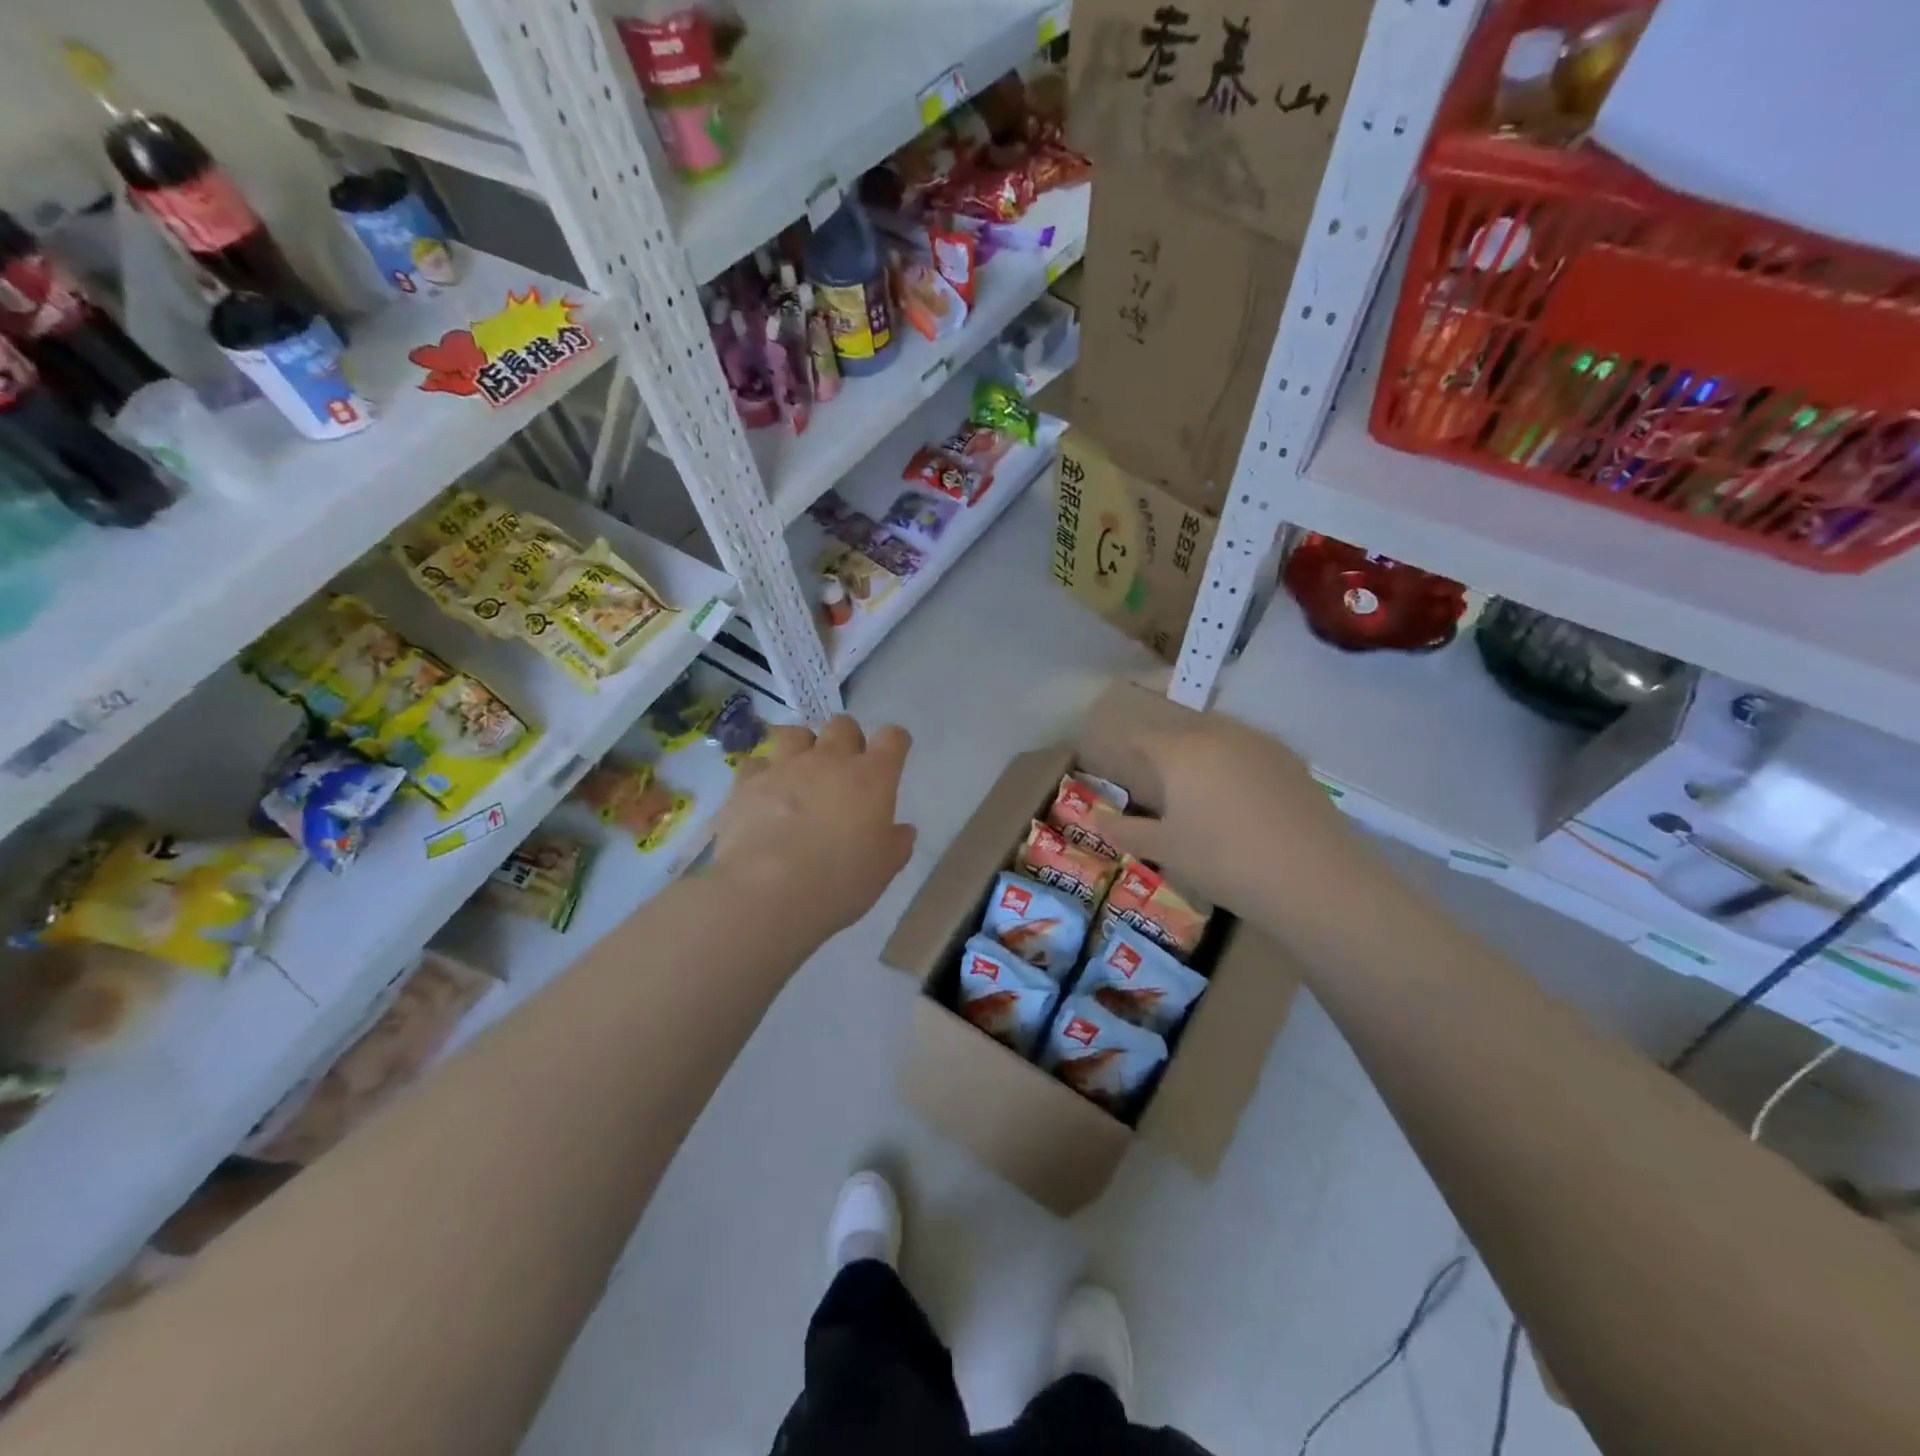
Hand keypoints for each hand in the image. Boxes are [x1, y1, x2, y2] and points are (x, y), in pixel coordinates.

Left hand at [709, 716, 916, 944]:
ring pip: (796, 733)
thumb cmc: (839, 882)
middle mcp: (829, 760)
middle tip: (844, 766)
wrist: (768, 891)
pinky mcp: (747, 782)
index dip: (895, 742)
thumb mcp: (883, 870)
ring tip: (800, 769)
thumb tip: (902, 830)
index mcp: (872, 777)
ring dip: (803, 746)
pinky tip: (762, 793)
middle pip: (843, 725)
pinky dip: (762, 773)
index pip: (893, 738)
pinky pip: (756, 763)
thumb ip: (896, 844)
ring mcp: (785, 766)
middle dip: (847, 738)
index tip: (893, 753)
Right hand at [1095, 711, 1364, 924]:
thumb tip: (1095, 820)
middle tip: (1164, 780)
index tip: (1125, 765)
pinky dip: (1241, 766)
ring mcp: (1262, 745)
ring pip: (1223, 736)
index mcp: (1181, 752)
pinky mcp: (1295, 762)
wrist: (1311, 876)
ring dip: (1208, 753)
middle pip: (1186, 731)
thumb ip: (1127, 832)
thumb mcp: (1166, 850)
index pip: (1145, 738)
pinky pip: (1254, 753)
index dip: (1130, 749)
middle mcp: (1220, 735)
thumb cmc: (1222, 859)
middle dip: (1171, 749)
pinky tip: (1245, 799)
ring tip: (1205, 788)